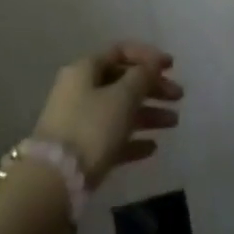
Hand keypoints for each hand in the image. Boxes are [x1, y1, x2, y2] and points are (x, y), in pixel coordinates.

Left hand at [32, 42, 182, 187]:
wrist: (54, 181)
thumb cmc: (91, 127)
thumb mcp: (122, 97)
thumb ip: (142, 77)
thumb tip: (152, 65)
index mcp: (85, 70)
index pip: (120, 51)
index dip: (148, 56)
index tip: (172, 66)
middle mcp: (81, 90)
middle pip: (123, 82)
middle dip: (153, 88)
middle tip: (178, 97)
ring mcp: (80, 121)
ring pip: (120, 110)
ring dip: (149, 114)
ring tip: (174, 123)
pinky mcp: (82, 151)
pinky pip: (112, 138)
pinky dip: (133, 139)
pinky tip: (152, 148)